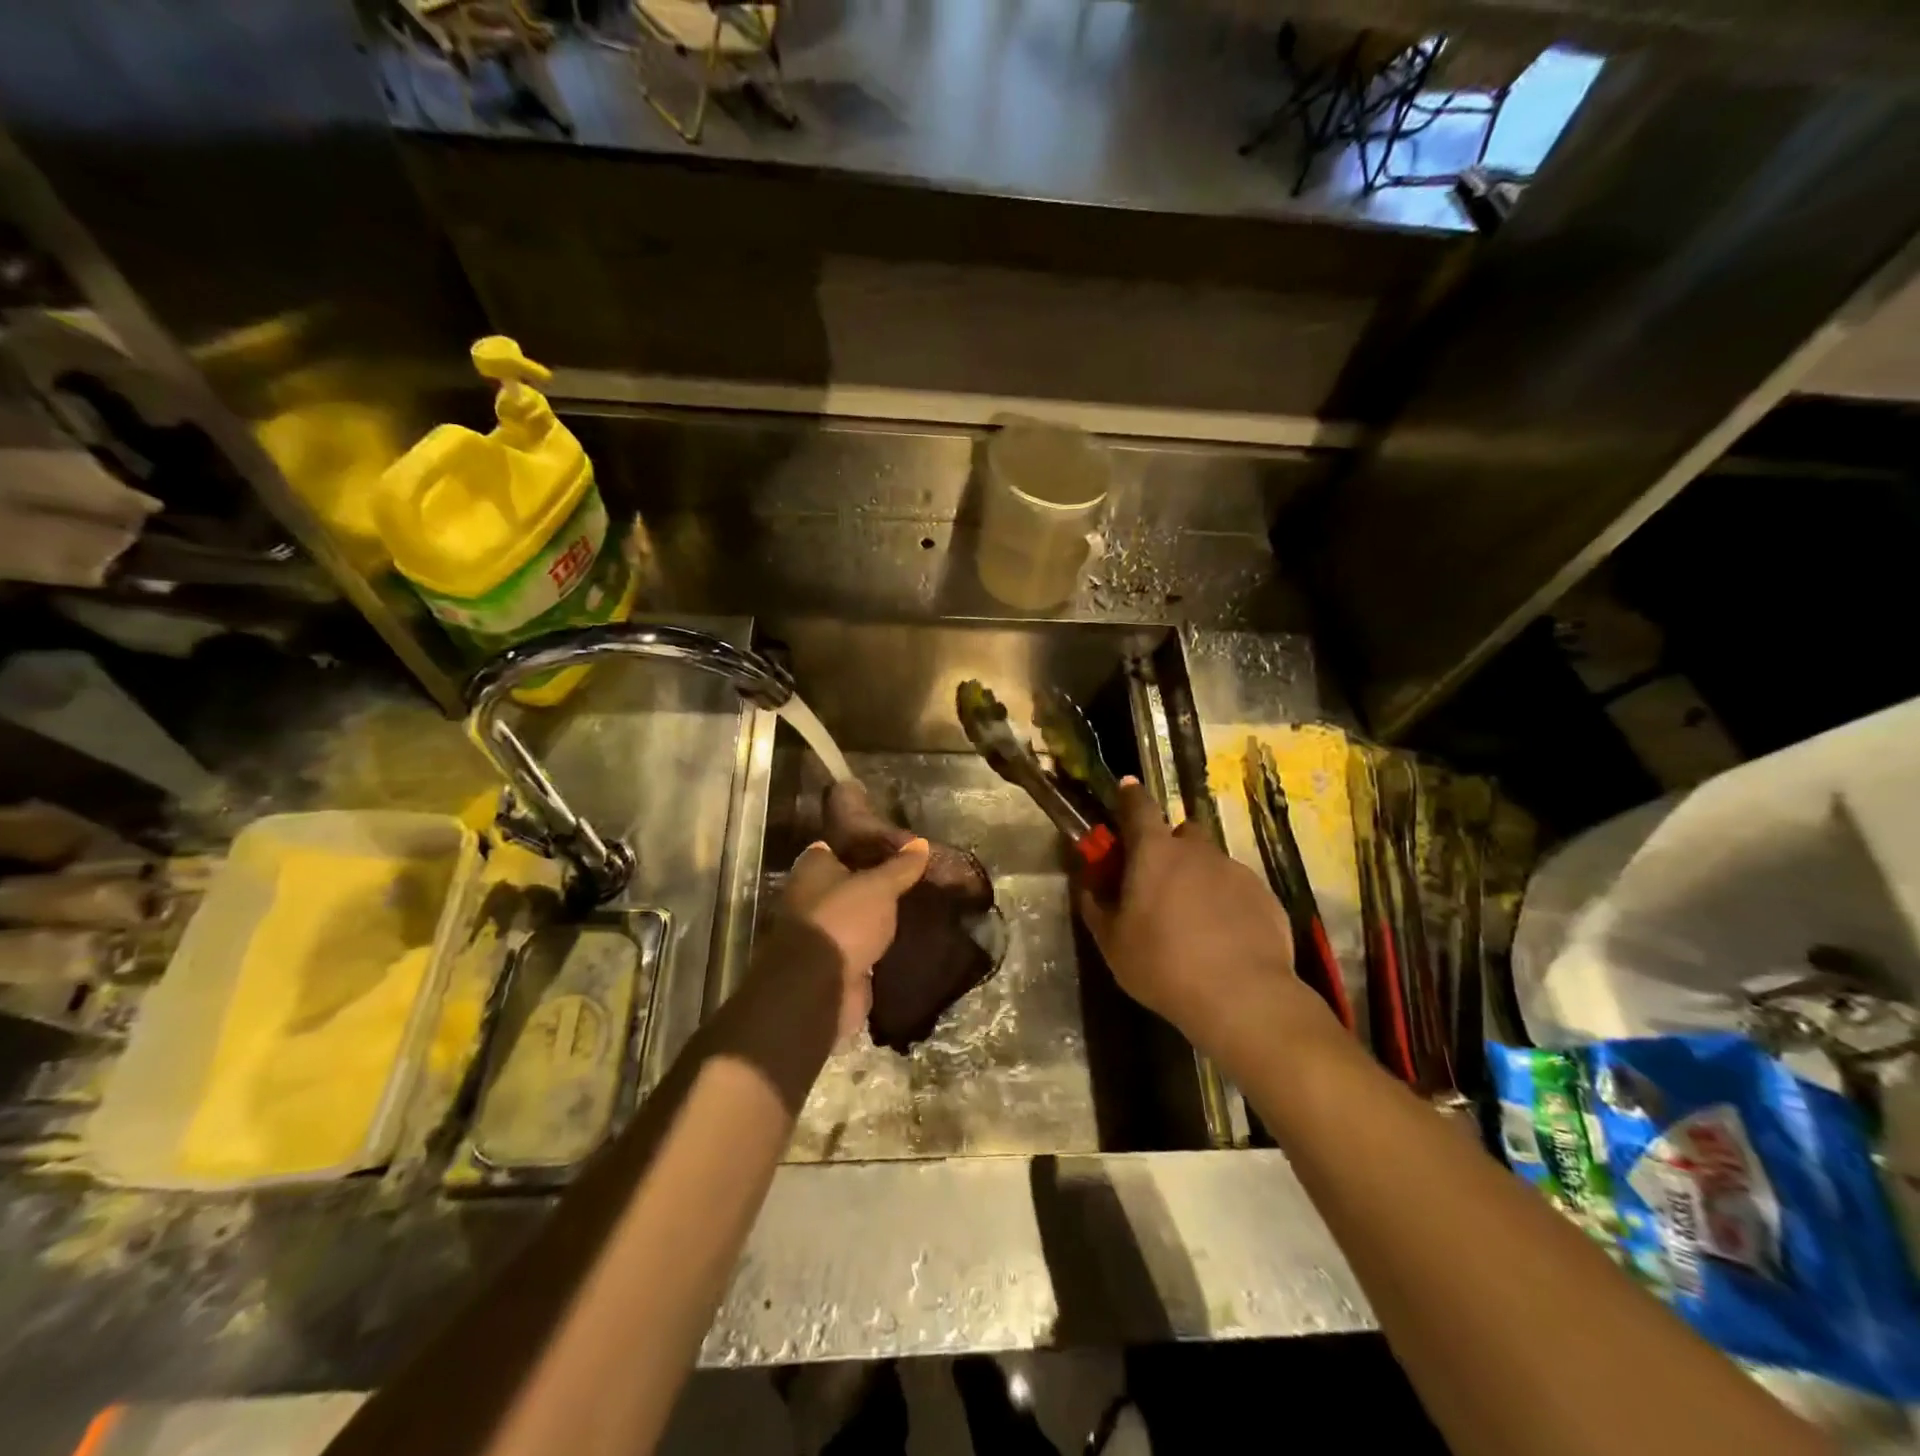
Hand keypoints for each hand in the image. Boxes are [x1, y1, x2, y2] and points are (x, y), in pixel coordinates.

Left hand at [776, 837, 929, 1044]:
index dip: (868, 842)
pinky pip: (861, 942)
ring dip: (878, 913)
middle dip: (877, 879)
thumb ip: (900, 866)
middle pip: (849, 880)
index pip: (840, 845)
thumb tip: (921, 842)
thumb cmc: (843, 920)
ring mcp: (821, 930)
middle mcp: (809, 895)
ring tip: (916, 902)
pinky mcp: (833, 960)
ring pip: (856, 913)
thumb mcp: (879, 886)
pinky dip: (878, 940)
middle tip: (914, 874)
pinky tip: (906, 933)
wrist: (819, 987)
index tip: (899, 844)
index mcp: (812, 867)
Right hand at [1076, 778, 1323, 1062]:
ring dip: (1199, 877)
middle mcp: (1197, 851)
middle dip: (1170, 846)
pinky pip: (1238, 889)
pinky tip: (1224, 938)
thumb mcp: (1112, 942)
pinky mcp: (1265, 896)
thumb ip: (1096, 907)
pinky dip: (1227, 902)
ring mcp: (1236, 871)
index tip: (1126, 790)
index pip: (1139, 806)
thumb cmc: (1162, 964)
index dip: (1130, 796)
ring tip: (1195, 919)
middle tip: (1160, 880)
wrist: (1242, 997)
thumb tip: (1088, 886)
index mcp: (1155, 852)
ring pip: (1211, 862)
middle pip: (1182, 831)